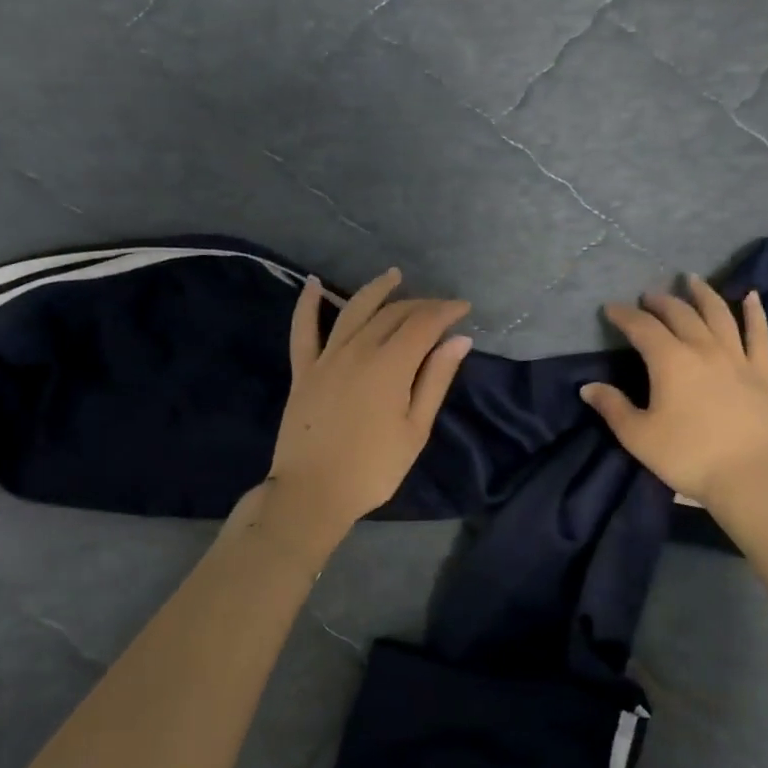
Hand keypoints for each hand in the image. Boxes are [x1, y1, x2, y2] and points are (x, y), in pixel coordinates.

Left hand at [262, 268, 471, 547]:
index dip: (446, 311)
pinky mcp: (303, 370)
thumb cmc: (373, 468)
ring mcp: (326, 357)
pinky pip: (303, 329)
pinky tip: (313, 284)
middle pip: (392, 314)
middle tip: (439, 308)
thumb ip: (435, 380)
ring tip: (393, 276)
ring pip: (353, 310)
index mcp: (390, 365)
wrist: (312, 492)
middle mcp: (358, 350)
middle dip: (420, 304)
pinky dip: (308, 304)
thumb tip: (459, 340)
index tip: (464, 309)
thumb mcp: (415, 429)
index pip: (423, 324)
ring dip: (376, 290)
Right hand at [581, 275, 767, 509]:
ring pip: (719, 315)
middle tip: (648, 296)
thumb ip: (613, 408)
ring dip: (703, 294)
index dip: (625, 315)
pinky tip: (752, 297)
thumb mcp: (638, 436)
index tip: (611, 308)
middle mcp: (703, 349)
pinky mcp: (762, 373)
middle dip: (661, 302)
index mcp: (670, 361)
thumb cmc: (687, 456)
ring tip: (692, 280)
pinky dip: (755, 313)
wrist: (750, 476)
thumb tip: (588, 388)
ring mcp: (737, 358)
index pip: (642, 328)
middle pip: (680, 315)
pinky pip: (759, 335)